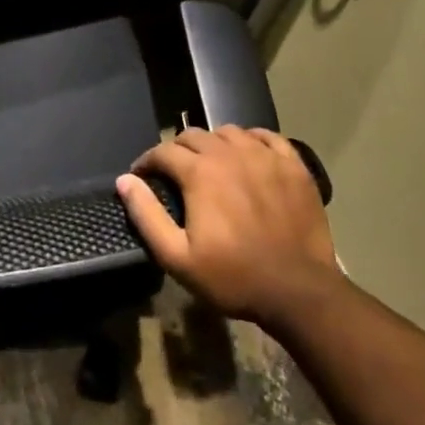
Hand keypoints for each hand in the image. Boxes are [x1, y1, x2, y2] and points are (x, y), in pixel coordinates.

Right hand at [116, 127, 344, 334]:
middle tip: (175, 173)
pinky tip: (248, 156)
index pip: (164, 150)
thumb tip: (125, 180)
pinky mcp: (292, 164)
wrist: (299, 292)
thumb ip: (147, 215)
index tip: (142, 175)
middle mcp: (229, 152)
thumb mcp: (178, 257)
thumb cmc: (234, 277)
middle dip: (177, 150)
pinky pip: (266, 136)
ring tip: (211, 164)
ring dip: (213, 143)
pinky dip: (251, 140)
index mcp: (200, 172)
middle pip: (194, 136)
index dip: (148, 161)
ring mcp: (264, 155)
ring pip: (228, 132)